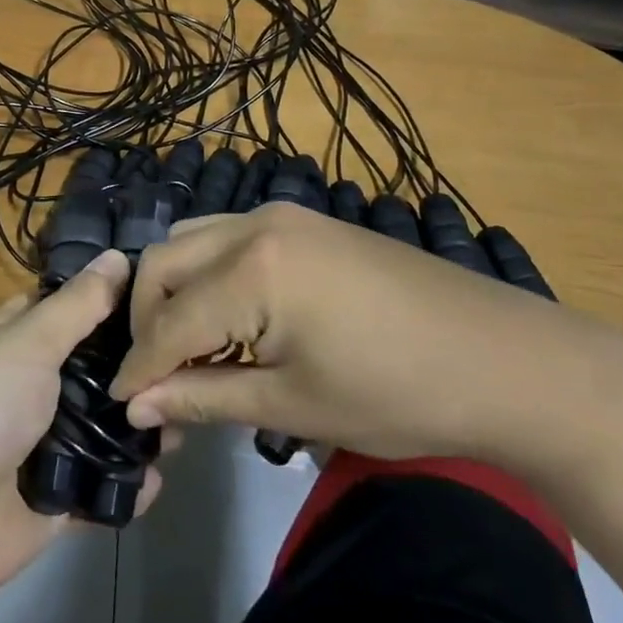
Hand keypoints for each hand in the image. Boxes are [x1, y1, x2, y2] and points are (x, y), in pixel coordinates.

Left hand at [0, 251, 163, 611]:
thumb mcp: (26, 344)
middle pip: (93, 368)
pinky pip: (102, 488)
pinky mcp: (56, 500)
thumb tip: (118, 254)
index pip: (65, 306)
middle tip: (192, 356)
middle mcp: (30, 386)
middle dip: (136, 364)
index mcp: (12, 341)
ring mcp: (43, 445)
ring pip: (104, 426)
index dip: (107, 296)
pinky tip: (163, 475)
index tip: (164, 289)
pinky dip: (130, 485)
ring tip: (189, 411)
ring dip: (140, 424)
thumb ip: (77, 306)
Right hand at [110, 203, 622, 476]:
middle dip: (145, 319)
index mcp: (251, 271)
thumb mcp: (296, 406)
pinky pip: (226, 236)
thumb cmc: (399, 394)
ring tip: (187, 345)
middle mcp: (254, 225)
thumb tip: (138, 407)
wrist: (504, 359)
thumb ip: (206, 397)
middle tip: (154, 376)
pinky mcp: (302, 220)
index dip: (140, 366)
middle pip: (163, 262)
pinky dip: (208, 272)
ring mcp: (280, 215)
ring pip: (191, 239)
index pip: (169, 321)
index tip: (118, 403)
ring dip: (173, 288)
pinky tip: (227, 315)